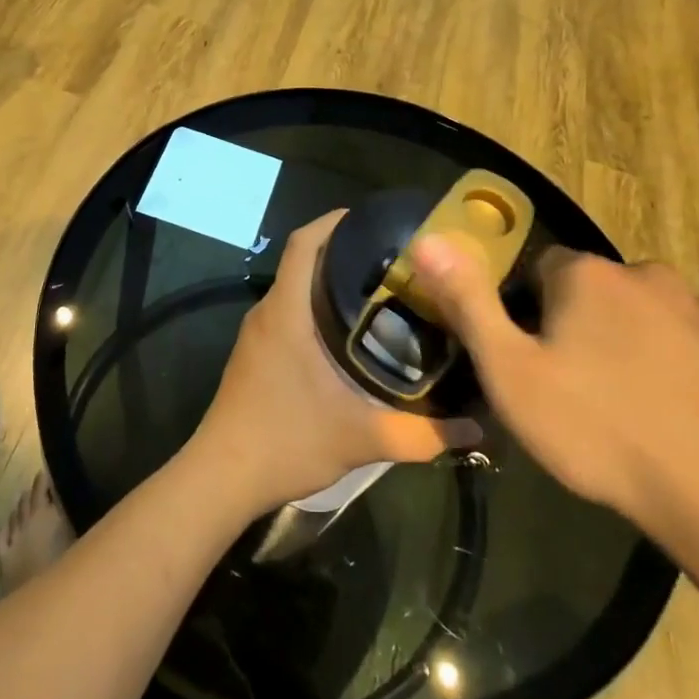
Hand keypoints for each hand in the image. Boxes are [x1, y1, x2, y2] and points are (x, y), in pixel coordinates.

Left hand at [192, 213, 483, 513]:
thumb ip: (421, 434)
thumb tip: (477, 430)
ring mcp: (257, 335)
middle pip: (304, 261)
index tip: (374, 219)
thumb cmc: (285, 442)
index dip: (334, 222)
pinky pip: (288, 313)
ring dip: (331, 282)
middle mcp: (267, 312)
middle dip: (345, 252)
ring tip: (383, 292)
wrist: (221, 478)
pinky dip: (317, 308)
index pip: (305, 243)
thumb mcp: (360, 439)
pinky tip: (350, 334)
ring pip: (296, 289)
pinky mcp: (255, 355)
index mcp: (286, 312)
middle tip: (396, 261)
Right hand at [408, 238, 698, 532]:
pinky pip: (687, 347)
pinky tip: (668, 419)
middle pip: (593, 291)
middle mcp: (646, 275)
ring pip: (642, 317)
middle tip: (570, 390)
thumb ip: (469, 302)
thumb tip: (428, 239)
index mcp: (587, 276)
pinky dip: (671, 369)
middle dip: (577, 326)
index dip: (526, 311)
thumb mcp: (511, 372)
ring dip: (626, 346)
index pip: (540, 268)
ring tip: (620, 410)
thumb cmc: (599, 429)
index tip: (529, 359)